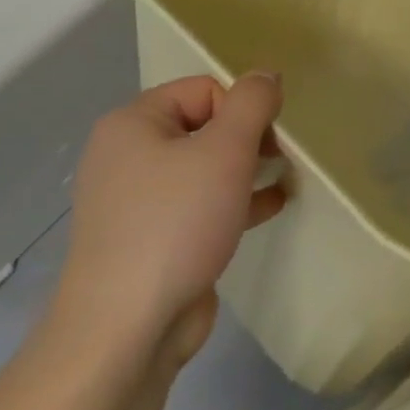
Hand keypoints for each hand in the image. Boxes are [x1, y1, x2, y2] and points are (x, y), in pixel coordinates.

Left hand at [46, 74, 286, 369]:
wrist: (126, 333)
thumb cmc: (175, 223)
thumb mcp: (226, 149)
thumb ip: (253, 102)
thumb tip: (267, 76)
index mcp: (133, 123)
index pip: (203, 90)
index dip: (241, 110)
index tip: (266, 141)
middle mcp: (128, 156)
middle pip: (204, 126)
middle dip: (248, 139)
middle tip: (278, 160)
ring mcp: (137, 203)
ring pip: (204, 169)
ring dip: (247, 170)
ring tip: (284, 177)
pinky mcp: (152, 241)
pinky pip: (199, 206)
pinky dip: (234, 202)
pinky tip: (271, 206)